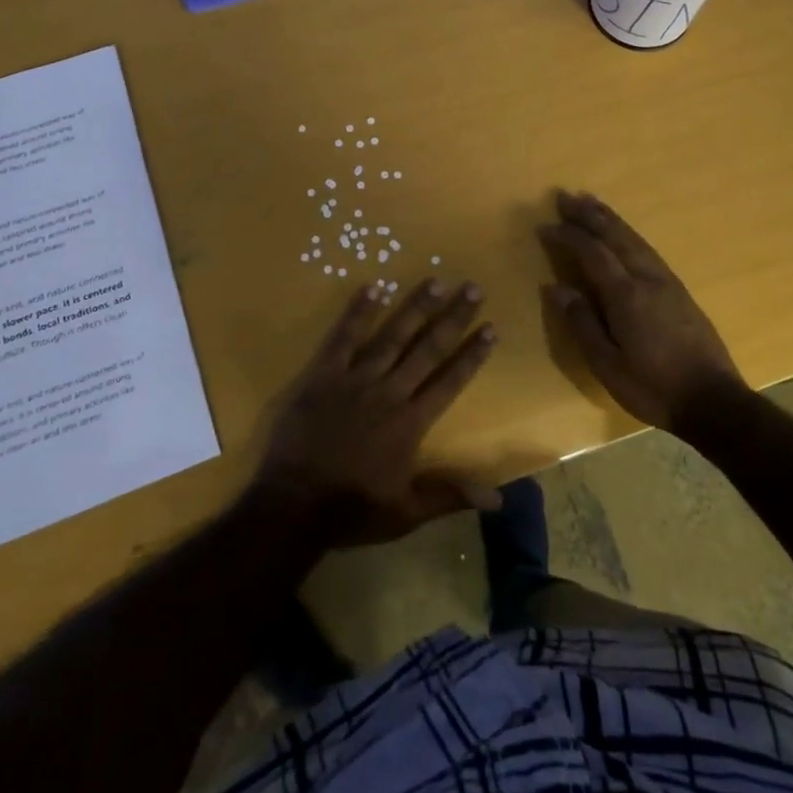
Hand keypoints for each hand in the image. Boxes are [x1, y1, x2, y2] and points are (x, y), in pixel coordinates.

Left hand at [254, 278, 498, 544]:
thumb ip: (451, 494)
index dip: (471, 354)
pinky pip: (343, 338)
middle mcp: (389, 392)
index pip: (449, 380)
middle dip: (453, 318)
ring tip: (436, 280)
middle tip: (473, 289)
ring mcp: (355, 380)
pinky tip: (374, 287)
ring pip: (392, 336)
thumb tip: (500, 497)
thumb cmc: (352, 510)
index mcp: (411, 422)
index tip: (490, 328)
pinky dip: (358, 312)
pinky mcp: (323, 375)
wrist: (292, 506)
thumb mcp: (407, 512)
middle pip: (428, 349)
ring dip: (415, 307)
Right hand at [540, 191, 750, 433]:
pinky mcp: (680, 291)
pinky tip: (623, 235)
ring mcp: (667, 282)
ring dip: (610, 218)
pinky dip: (628, 234)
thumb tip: (555, 287)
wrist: (714, 401)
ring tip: (591, 203)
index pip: (592, 253)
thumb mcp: (607, 365)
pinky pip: (648, 249)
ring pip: (635, 239)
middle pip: (615, 236)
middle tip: (565, 196)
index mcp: (626, 295)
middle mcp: (647, 278)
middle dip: (589, 215)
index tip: (545, 226)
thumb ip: (581, 323)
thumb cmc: (653, 388)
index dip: (568, 236)